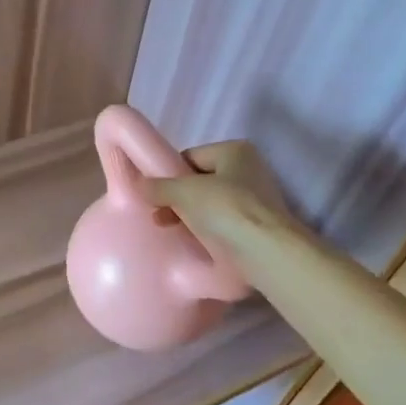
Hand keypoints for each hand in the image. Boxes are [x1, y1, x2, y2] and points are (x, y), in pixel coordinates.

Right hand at [146, 140, 294, 239]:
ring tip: (170, 231)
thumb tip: (138, 184)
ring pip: (210, 204)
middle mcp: (249, 170)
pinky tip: (193, 243)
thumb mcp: (184, 193)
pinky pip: (222, 224)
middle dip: (177, 198)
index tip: (153, 195)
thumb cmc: (226, 210)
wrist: (267, 253)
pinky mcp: (257, 227)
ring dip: (189, 216)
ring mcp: (256, 200)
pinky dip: (207, 231)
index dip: (168, 175)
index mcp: (235, 151)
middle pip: (200, 181)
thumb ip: (158, 186)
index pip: (190, 157)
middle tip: (158, 215)